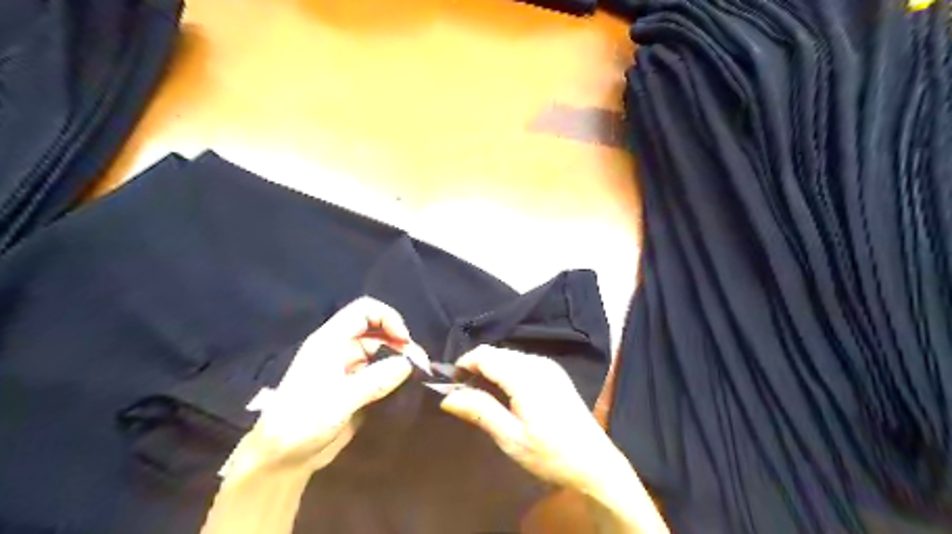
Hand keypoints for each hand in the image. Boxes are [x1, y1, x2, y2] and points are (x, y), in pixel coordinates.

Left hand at [223, 300, 423, 478]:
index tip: (404, 340)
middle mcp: (340, 349)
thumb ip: (375, 380)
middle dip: (400, 342)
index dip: (387, 318)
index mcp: (330, 342)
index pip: (363, 311)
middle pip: (377, 331)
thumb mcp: (339, 400)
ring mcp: (348, 369)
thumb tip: (408, 364)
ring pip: (381, 352)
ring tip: (419, 375)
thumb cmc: (303, 422)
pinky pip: (380, 372)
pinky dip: (395, 375)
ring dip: (400, 359)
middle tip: (420, 363)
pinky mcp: (355, 387)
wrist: (282, 459)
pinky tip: (408, 386)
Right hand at [439, 349, 667, 530]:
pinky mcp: (555, 373)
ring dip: (492, 369)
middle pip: (497, 353)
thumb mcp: (511, 438)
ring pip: (509, 356)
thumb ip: (480, 411)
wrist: (594, 463)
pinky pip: (523, 362)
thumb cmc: (550, 454)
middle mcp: (537, 363)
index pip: (485, 355)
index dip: (464, 363)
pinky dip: (508, 371)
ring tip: (482, 396)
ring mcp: (549, 366)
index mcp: (525, 376)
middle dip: (477, 367)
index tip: (451, 383)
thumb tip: (448, 396)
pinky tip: (506, 394)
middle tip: (465, 394)